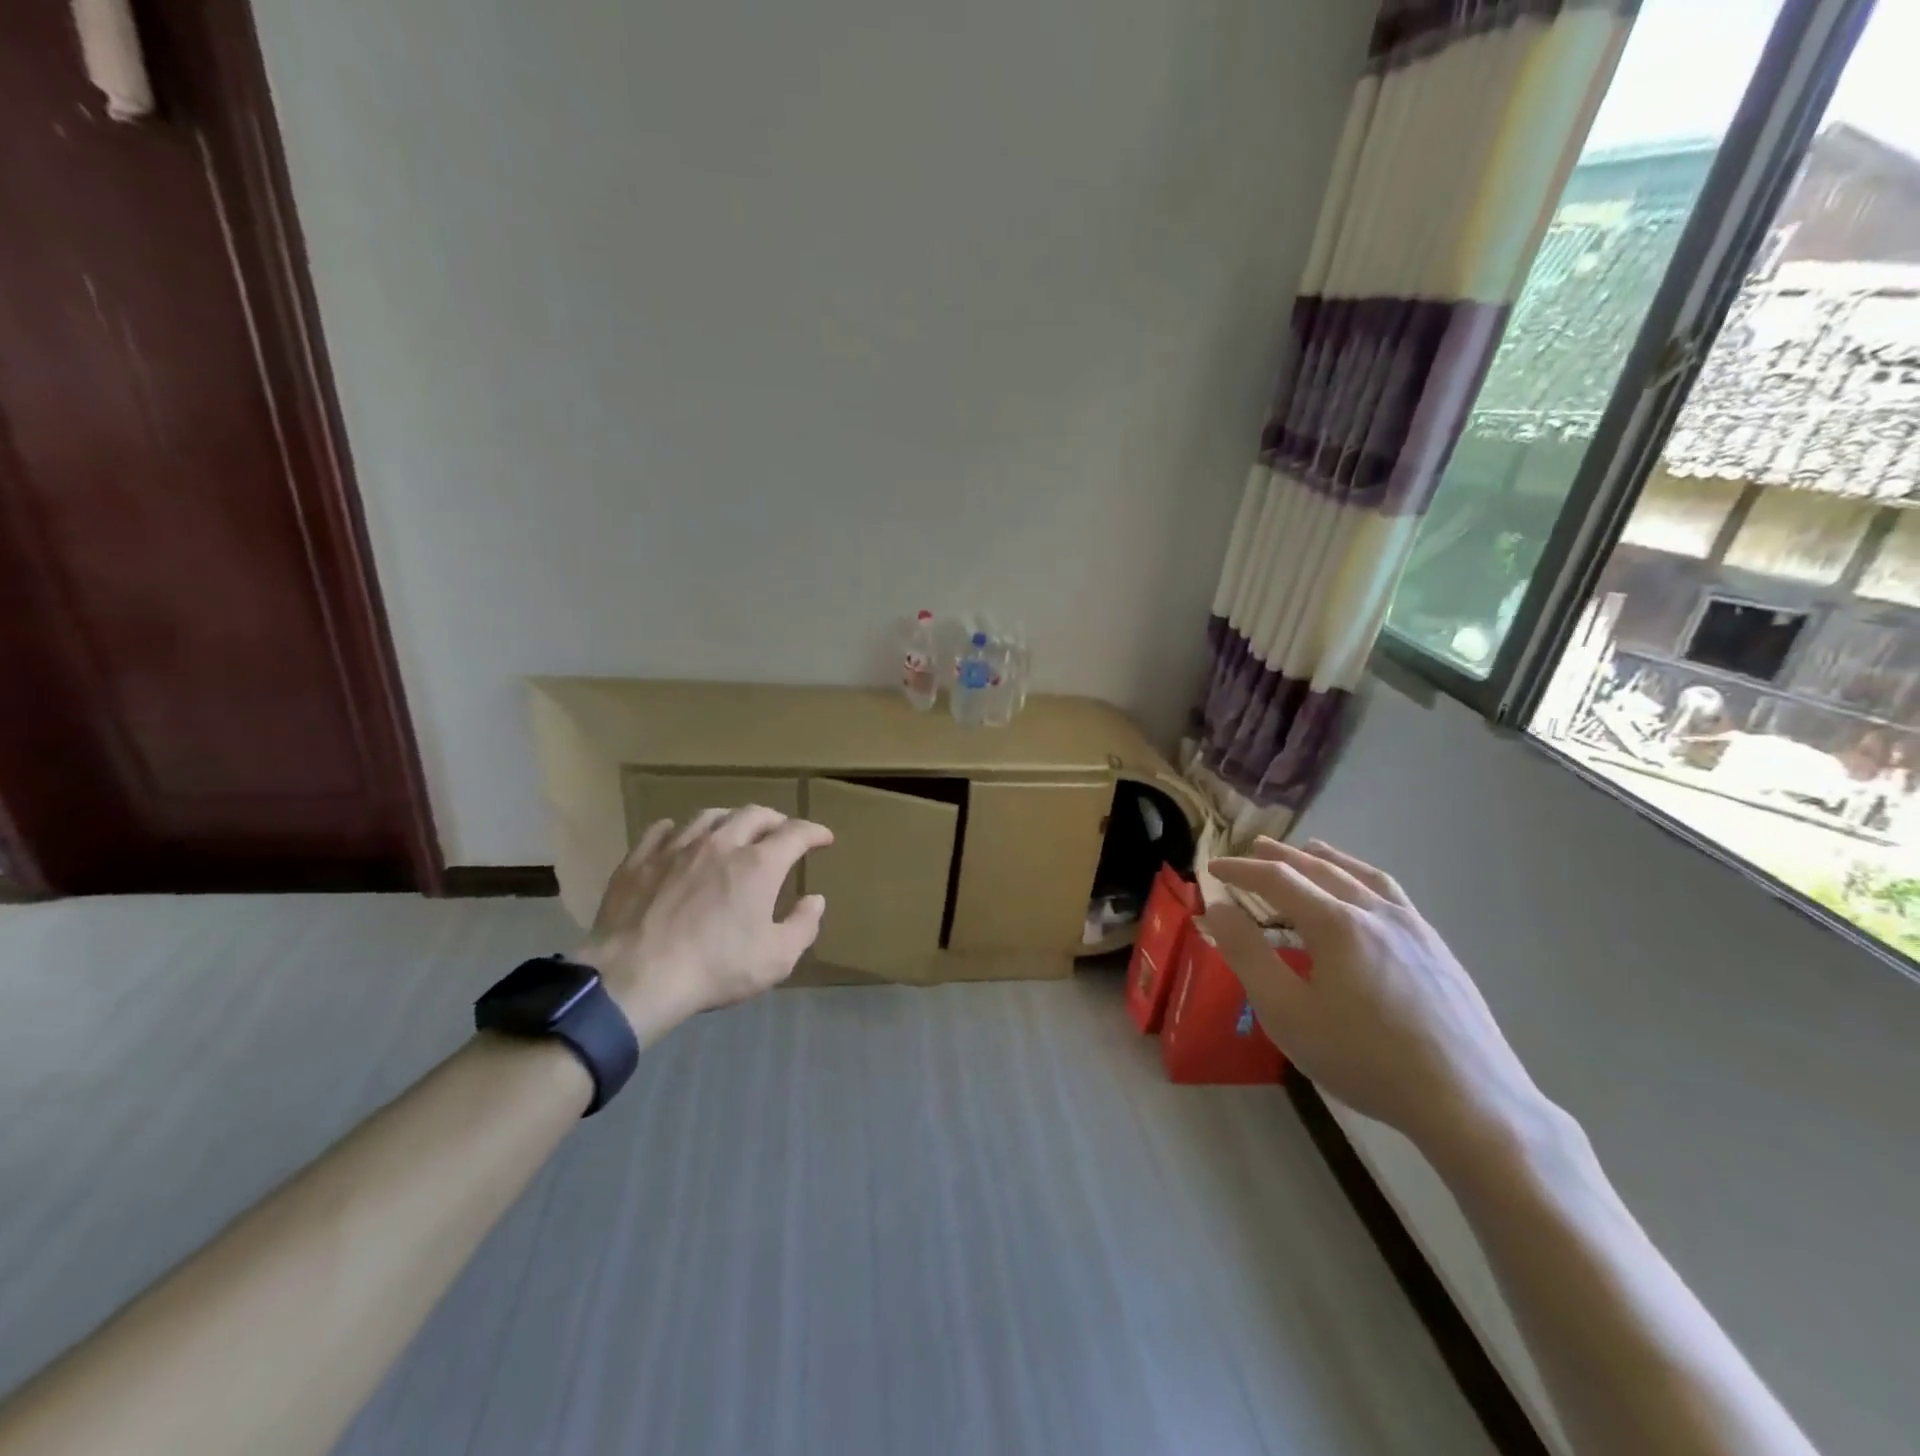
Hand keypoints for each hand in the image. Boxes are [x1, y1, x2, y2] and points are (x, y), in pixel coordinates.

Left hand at [576, 807, 832, 1044]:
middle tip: (782, 831)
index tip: (824, 838)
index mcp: (758, 865)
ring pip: (709, 816)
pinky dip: (678, 829)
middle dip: (775, 819)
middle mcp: (721, 844)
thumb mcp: (775, 959)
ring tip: (735, 829)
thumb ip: (802, 926)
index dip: (814, 832)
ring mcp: (676, 848)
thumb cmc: (714, 969)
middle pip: (754, 814)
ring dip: (730, 819)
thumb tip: (815, 900)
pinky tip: (678, 836)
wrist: (635, 977)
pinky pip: (660, 830)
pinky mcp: (640, 860)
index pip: (796, 833)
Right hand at [1206, 838, 1546, 1152]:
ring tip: (1307, 851)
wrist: (1470, 1102)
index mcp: (1336, 923)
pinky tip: (1362, 891)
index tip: (1213, 869)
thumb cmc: (1365, 1059)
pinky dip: (1361, 877)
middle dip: (1281, 856)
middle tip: (1252, 849)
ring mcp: (1413, 926)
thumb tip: (1218, 908)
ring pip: (1360, 875)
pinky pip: (1390, 893)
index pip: (1278, 879)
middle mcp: (1374, 911)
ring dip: (1326, 859)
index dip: (1241, 870)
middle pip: (1319, 868)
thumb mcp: (1287, 1013)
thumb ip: (1247, 955)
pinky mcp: (1436, 947)